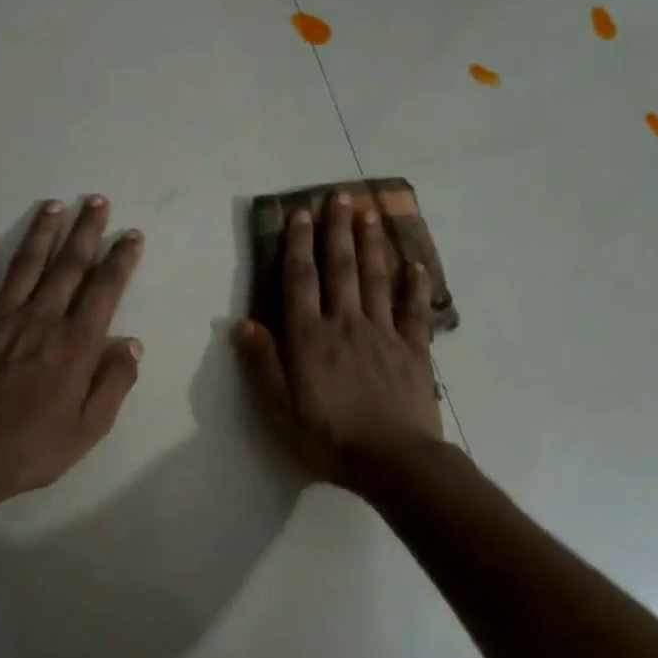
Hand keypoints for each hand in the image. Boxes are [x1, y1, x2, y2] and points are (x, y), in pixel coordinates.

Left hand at [0, 196, 143, 510]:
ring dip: (40, 232)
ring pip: (24, 264)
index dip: (120, 260)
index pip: (104, 289)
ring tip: (54, 206)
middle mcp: (41, 319)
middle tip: (96, 201)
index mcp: (75, 343)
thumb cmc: (33, 447)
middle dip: (85, 231)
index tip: (130, 236)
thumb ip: (113, 383)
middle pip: (67, 265)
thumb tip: (130, 343)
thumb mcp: (89, 427)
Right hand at [232, 192, 441, 488]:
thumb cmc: (329, 438)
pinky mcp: (414, 349)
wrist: (393, 461)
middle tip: (339, 196)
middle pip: (340, 268)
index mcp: (310, 338)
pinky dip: (413, 284)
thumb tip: (242, 324)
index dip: (298, 244)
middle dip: (337, 230)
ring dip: (370, 243)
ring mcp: (384, 333)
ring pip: (375, 278)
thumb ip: (262, 364)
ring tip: (368, 212)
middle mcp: (346, 323)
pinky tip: (414, 263)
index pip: (300, 280)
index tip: (299, 214)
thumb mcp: (280, 410)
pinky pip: (414, 309)